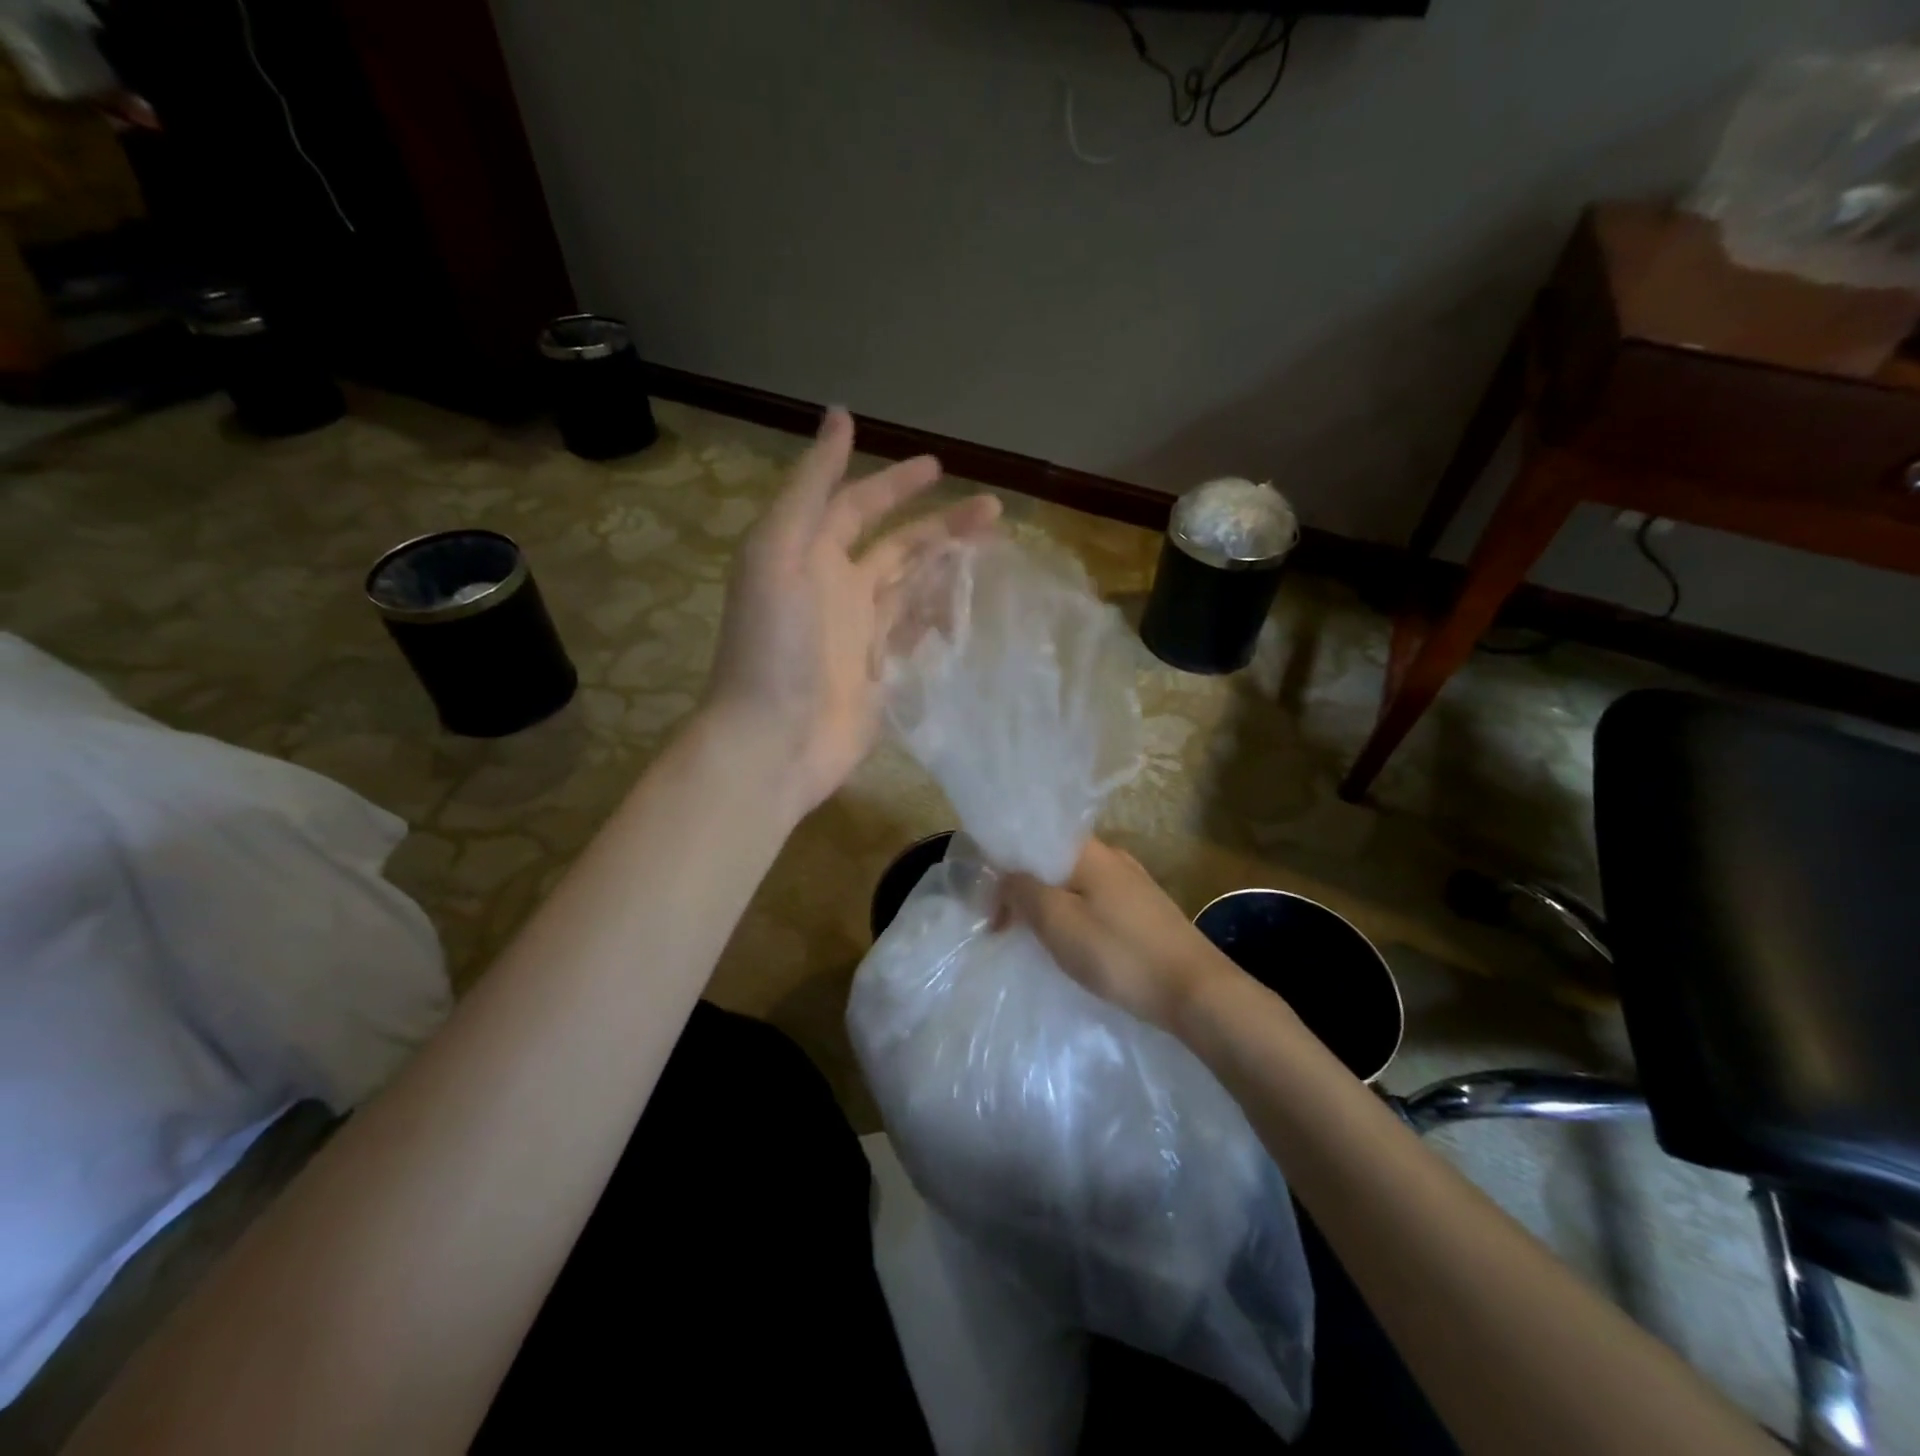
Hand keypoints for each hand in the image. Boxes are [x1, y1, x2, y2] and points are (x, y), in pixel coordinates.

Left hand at [704, 407, 999, 815]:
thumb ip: (810, 487)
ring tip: (994, 548)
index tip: (938, 467)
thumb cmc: (773, 645)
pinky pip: (915, 632)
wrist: (773, 741)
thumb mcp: (779, 552)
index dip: (894, 484)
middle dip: (941, 524)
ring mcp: (859, 633)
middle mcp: (836, 588)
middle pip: (897, 546)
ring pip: (913, 587)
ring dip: (948, 565)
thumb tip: (839, 415)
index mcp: (808, 555)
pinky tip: (971, 602)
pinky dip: (940, 614)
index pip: (858, 506)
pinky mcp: (880, 672)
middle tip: (992, 510)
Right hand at [1002, 839, 1243, 1032]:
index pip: (1033, 840)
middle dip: (1024, 891)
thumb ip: (1023, 891)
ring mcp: (1132, 883)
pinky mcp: (1145, 911)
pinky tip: (1073, 945)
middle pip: (1053, 862)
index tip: (990, 906)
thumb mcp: (1058, 921)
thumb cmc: (1119, 952)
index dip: (1004, 867)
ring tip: (1034, 940)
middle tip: (1004, 929)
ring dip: (1048, 907)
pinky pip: (1095, 903)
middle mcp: (1112, 857)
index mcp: (1089, 851)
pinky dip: (1074, 918)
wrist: (1196, 990)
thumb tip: (1006, 875)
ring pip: (1074, 885)